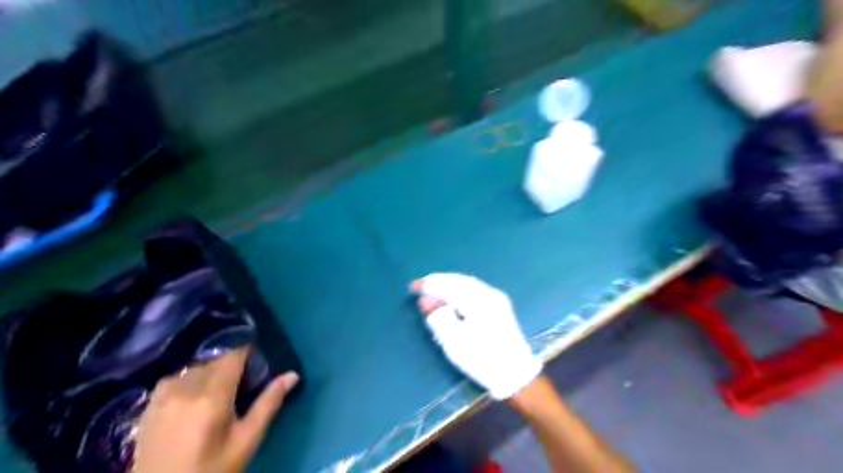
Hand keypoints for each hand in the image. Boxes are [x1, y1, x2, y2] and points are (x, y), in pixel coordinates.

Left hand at [133, 347, 301, 472]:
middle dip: (230, 366)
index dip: (247, 353)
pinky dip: (189, 381)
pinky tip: (192, 400)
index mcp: (212, 396)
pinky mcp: (148, 406)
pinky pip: (175, 380)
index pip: (232, 356)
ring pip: (194, 368)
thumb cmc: (212, 469)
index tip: (257, 363)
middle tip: (241, 385)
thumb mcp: (246, 441)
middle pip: (214, 361)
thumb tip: (292, 375)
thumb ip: (268, 404)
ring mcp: (162, 397)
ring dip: (209, 373)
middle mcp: (185, 388)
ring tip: (217, 394)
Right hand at [413, 273, 542, 399]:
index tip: (413, 286)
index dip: (430, 284)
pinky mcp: (499, 306)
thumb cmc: (482, 359)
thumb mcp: (454, 342)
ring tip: (433, 287)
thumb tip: (425, 299)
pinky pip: (474, 289)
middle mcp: (490, 294)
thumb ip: (438, 317)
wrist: (515, 375)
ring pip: (468, 283)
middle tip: (421, 285)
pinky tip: (452, 294)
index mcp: (479, 301)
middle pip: (460, 280)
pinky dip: (459, 288)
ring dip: (449, 283)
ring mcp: (497, 298)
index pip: (449, 285)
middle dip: (439, 281)